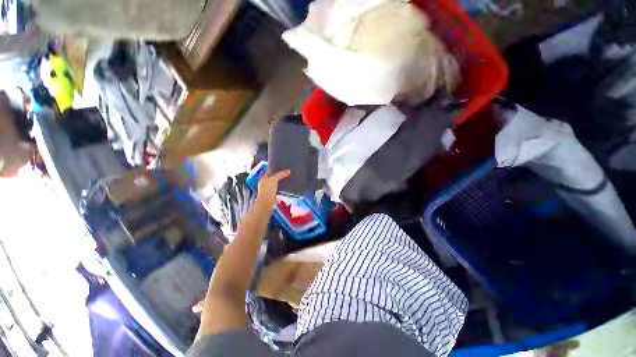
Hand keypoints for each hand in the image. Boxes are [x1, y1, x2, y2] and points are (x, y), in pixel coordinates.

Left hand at [256, 170, 290, 208]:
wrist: (267, 203)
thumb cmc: (268, 190)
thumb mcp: (274, 179)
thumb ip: (281, 174)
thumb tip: (288, 171)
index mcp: (262, 179)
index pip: (268, 173)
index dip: (274, 170)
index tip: (281, 169)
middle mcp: (264, 185)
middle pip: (272, 179)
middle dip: (278, 177)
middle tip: (285, 174)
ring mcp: (268, 191)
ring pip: (275, 185)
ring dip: (280, 184)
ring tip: (287, 181)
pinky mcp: (272, 197)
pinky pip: (278, 192)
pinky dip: (281, 190)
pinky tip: (286, 189)